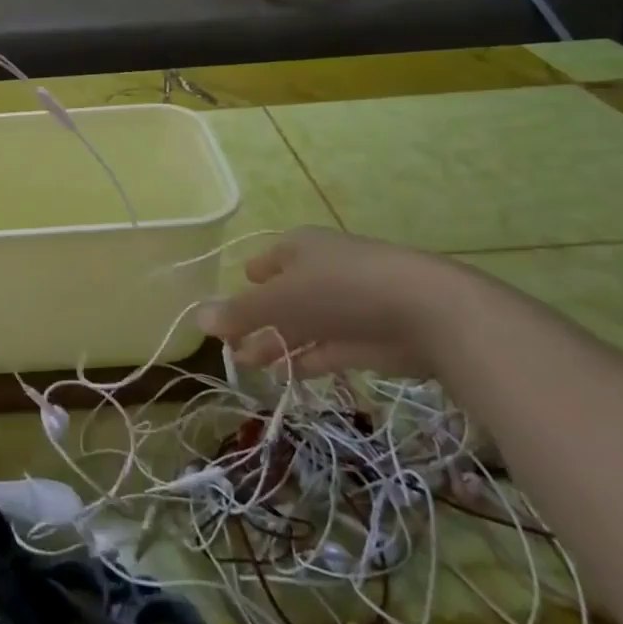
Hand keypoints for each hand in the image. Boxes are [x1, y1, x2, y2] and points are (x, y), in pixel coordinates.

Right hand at [197, 227, 472, 379]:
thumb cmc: (340, 289)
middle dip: (256, 319)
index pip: (267, 261)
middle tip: (230, 345)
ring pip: (302, 325)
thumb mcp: (280, 299)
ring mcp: (345, 305)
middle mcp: (320, 271)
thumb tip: (197, 318)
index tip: (229, 303)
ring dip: (275, 343)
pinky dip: (304, 359)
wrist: (425, 312)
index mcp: (299, 248)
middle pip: (281, 296)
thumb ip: (240, 312)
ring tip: (248, 363)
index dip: (248, 281)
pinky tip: (283, 374)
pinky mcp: (365, 338)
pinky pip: (325, 348)